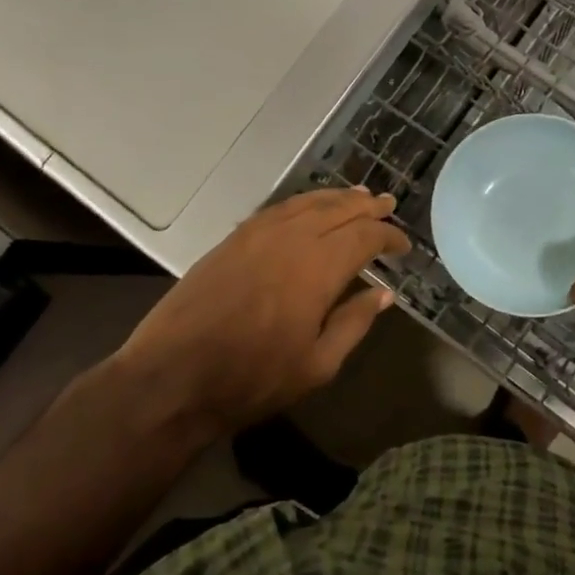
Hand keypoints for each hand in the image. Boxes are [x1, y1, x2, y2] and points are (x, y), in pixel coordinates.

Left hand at [93, 188, 411, 441]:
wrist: (172, 377)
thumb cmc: (252, 379)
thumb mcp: (317, 365)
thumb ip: (354, 323)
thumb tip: (383, 293)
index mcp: (318, 268)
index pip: (364, 237)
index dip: (388, 237)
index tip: (403, 246)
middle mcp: (291, 239)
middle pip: (339, 210)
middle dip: (367, 206)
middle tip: (388, 204)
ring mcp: (258, 234)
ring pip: (307, 203)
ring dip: (337, 198)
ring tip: (358, 196)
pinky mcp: (233, 239)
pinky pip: (278, 209)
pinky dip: (303, 203)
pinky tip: (310, 208)